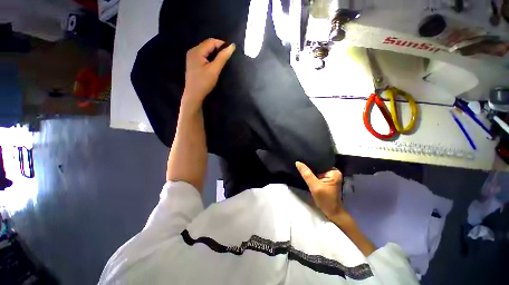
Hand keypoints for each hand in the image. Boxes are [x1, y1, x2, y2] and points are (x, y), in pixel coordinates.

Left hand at [183, 38, 235, 106]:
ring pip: (206, 51)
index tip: (230, 51)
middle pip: (207, 45)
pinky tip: (214, 64)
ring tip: (222, 61)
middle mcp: (193, 51)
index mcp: (197, 51)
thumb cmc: (204, 82)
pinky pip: (203, 56)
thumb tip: (232, 46)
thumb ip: (222, 57)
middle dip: (218, 49)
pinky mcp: (193, 63)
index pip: (211, 41)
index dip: (222, 44)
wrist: (194, 95)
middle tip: (227, 57)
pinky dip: (210, 58)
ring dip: (214, 54)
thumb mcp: (214, 70)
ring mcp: (192, 57)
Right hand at [295, 162, 343, 218]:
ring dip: (309, 170)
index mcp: (334, 171)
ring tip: (300, 166)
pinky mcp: (325, 180)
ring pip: (316, 170)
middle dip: (309, 165)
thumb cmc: (325, 199)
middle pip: (318, 165)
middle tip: (299, 162)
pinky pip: (316, 174)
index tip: (301, 158)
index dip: (310, 160)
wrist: (331, 212)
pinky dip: (311, 174)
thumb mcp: (315, 186)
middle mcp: (333, 172)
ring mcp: (329, 176)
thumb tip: (298, 162)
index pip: (320, 162)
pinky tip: (304, 173)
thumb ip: (306, 174)